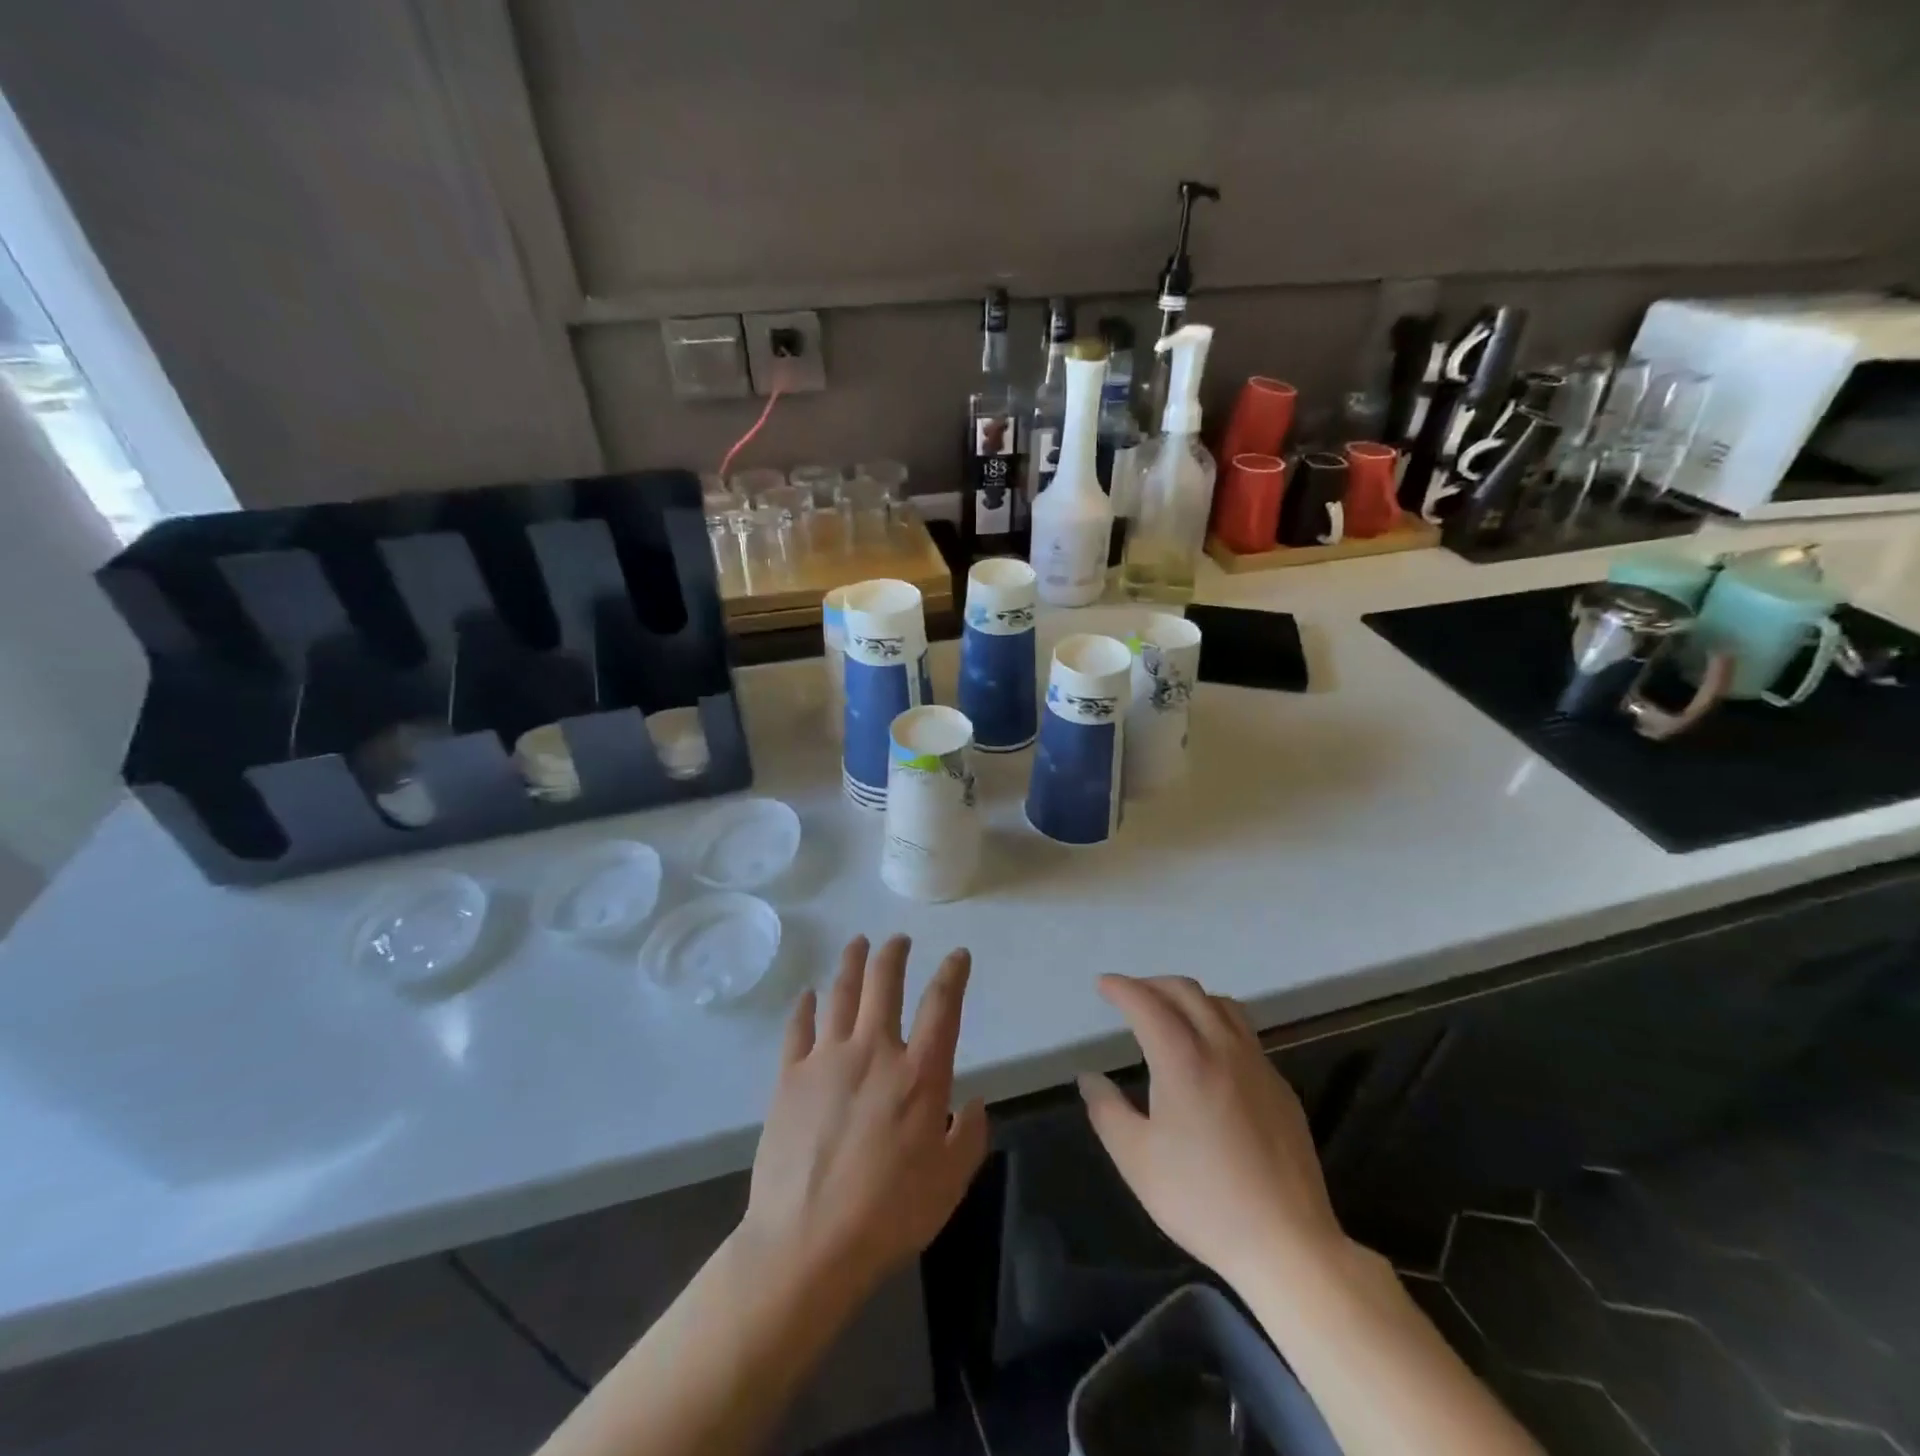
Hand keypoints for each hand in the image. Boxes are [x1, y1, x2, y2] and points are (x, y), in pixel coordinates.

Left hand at [742, 935, 988, 1295]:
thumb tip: (973, 1102)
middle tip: (898, 940)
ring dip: (852, 963)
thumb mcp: (949, 1183)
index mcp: (918, 1074)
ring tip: (858, 943)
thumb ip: (969, 1136)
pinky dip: (805, 1006)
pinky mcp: (789, 1076)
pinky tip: (809, 995)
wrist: (807, 1243)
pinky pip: (798, 1028)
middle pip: (884, 984)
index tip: (958, 954)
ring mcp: (826, 1059)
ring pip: (841, 994)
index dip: (952, 974)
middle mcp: (874, 1051)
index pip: (941, 1006)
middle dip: (894, 954)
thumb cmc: (888, 1214)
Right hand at [1079, 974, 1345, 1288]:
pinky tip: (1210, 1054)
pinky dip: (1217, 1022)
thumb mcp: (1136, 1159)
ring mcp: (1258, 1065)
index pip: (1147, 1004)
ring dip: (1189, 997)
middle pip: (1187, 992)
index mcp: (1183, 1059)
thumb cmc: (1201, 1199)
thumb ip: (1106, 1110)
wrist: (1287, 1242)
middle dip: (1153, 984)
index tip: (1103, 984)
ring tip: (1170, 1013)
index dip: (1121, 988)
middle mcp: (1222, 1048)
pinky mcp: (1280, 1087)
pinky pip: (1245, 1034)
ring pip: (1222, 1005)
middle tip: (1131, 995)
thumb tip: (1090, 1079)